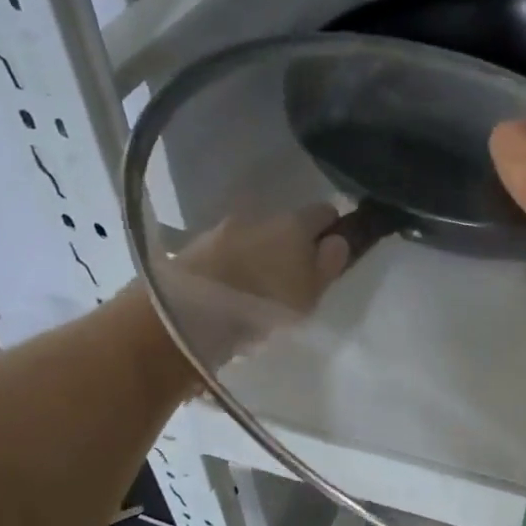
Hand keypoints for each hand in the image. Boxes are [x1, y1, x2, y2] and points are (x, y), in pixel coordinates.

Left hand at [156, 205, 351, 361]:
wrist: (187, 313)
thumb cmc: (263, 304)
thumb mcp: (310, 293)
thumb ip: (328, 264)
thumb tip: (337, 240)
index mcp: (294, 223)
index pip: (325, 211)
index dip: (331, 230)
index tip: (330, 253)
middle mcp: (260, 216)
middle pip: (287, 225)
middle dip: (293, 244)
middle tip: (294, 277)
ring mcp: (225, 228)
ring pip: (256, 237)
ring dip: (261, 254)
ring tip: (259, 288)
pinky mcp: (197, 246)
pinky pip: (229, 251)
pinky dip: (236, 264)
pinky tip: (234, 290)